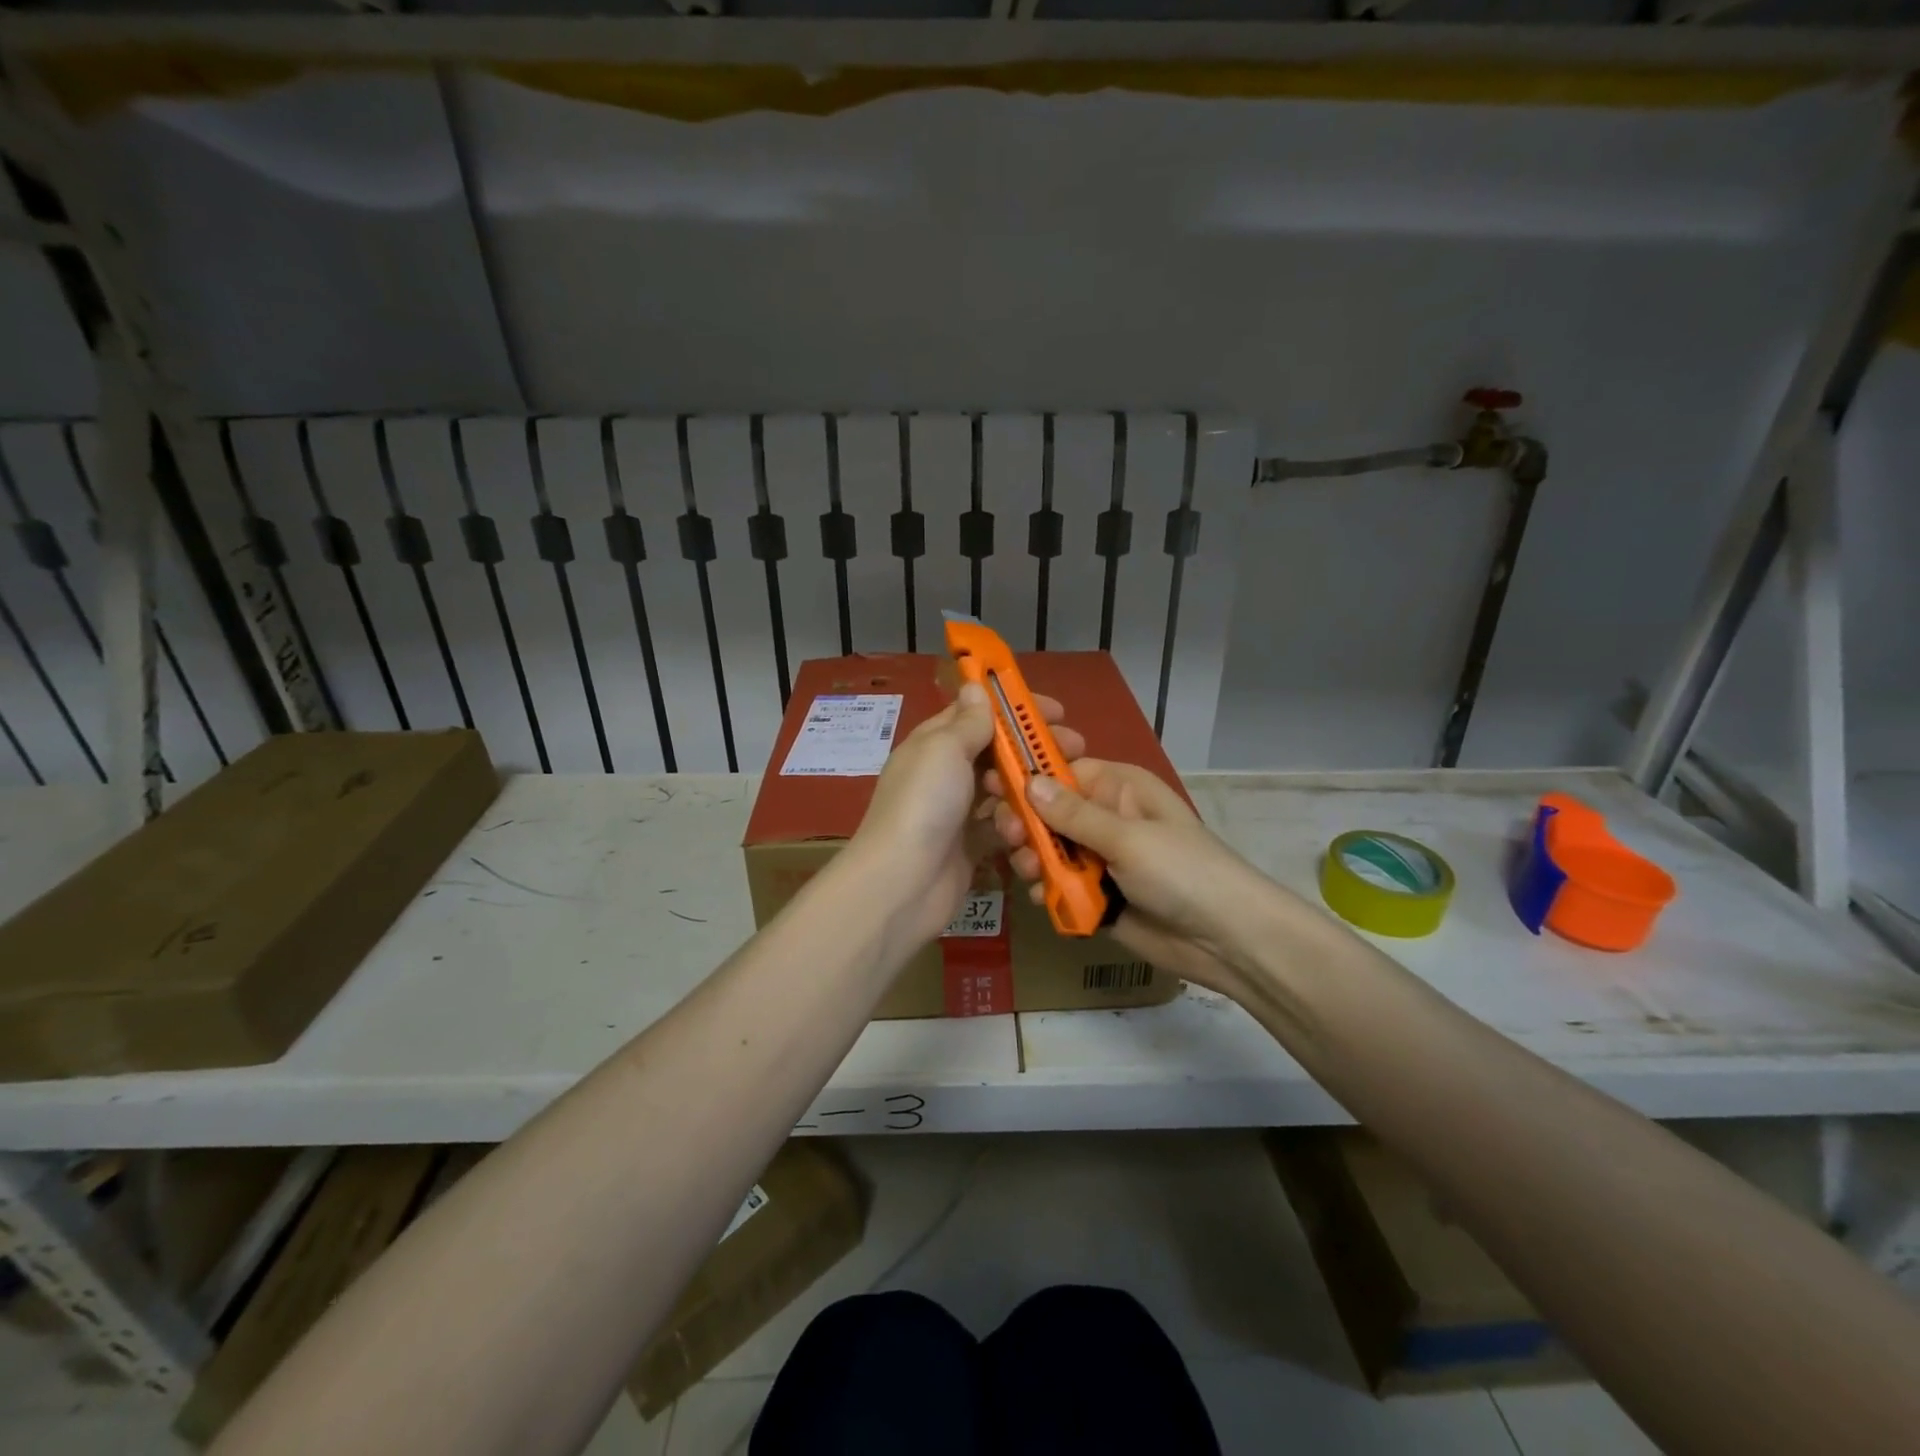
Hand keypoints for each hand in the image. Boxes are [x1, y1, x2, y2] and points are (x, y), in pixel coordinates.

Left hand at [849, 684, 1084, 948]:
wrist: (902, 883)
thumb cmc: (924, 804)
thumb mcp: (945, 749)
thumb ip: (968, 722)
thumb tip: (974, 685)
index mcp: (934, 744)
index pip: (977, 714)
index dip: (1015, 709)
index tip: (1056, 712)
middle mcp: (945, 775)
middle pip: (996, 753)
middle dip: (1034, 749)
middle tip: (1075, 749)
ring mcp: (957, 813)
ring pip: (1004, 791)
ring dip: (1030, 789)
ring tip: (1060, 790)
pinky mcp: (971, 847)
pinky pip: (1002, 827)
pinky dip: (1020, 825)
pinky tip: (1040, 826)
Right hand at [993, 759, 1276, 994]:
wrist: (1225, 940)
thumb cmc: (1182, 872)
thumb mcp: (1128, 838)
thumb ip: (1074, 815)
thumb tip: (1028, 781)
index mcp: (1118, 788)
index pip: (1060, 772)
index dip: (1027, 780)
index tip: (994, 791)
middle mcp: (1105, 817)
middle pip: (1047, 812)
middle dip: (1026, 825)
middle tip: (1012, 840)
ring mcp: (1099, 858)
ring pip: (1048, 849)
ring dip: (1033, 859)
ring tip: (1032, 873)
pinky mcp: (1095, 894)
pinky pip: (1058, 885)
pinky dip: (1047, 889)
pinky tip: (1044, 897)